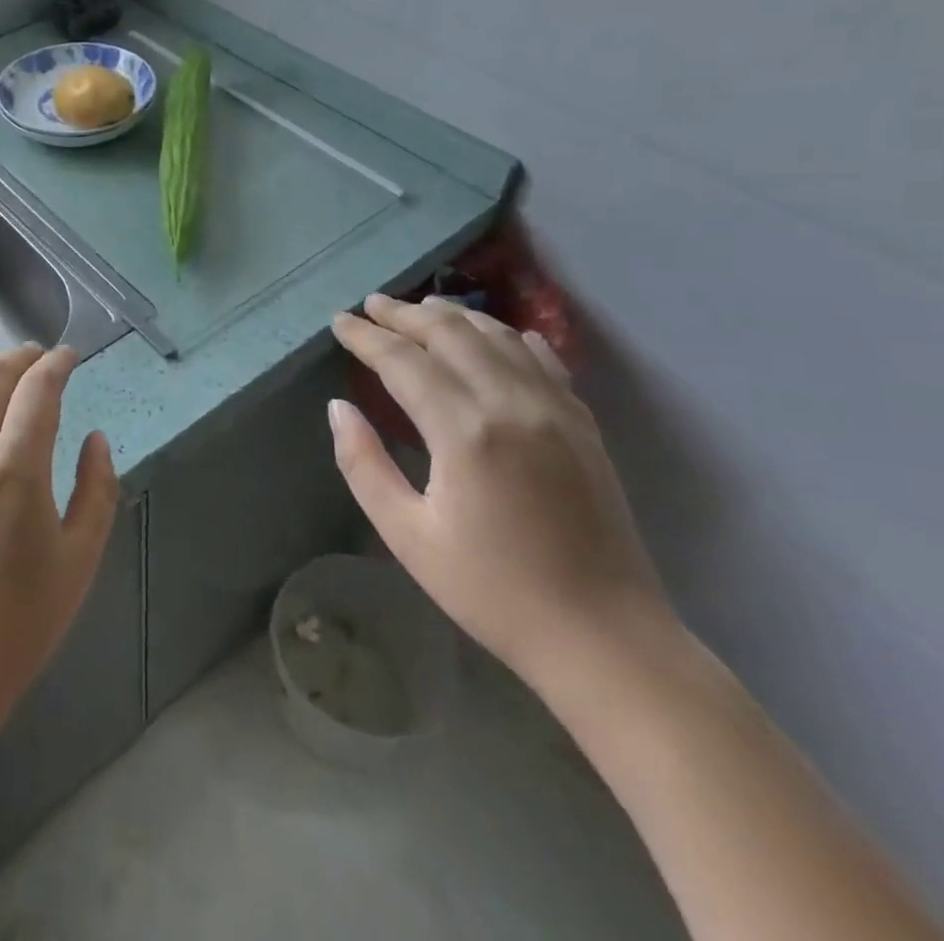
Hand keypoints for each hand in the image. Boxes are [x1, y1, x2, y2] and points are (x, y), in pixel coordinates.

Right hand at [329, 294, 668, 689]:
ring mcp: (555, 410)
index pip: (402, 361)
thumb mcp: (407, 535)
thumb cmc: (492, 591)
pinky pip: (542, 359)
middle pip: (450, 334)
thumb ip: (363, 465)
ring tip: (421, 308)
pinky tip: (496, 334)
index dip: (366, 337)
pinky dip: (509, 337)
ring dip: (454, 316)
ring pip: (497, 337)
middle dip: (404, 314)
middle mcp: (511, 404)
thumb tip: (339, 408)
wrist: (604, 638)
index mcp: (464, 431)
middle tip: (371, 304)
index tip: (339, 321)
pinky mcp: (583, 425)